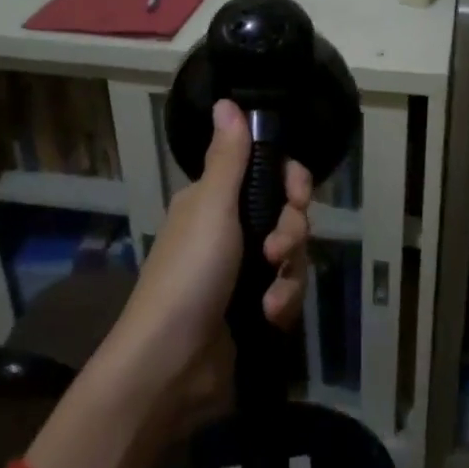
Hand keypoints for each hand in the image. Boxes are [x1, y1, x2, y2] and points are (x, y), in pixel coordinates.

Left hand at [109, 98, 310, 427]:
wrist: (170, 366)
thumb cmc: (189, 276)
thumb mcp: (211, 209)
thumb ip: (228, 158)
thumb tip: (227, 101)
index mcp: (215, 201)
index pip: (268, 174)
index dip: (290, 182)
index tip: (298, 194)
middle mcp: (230, 231)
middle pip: (287, 214)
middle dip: (291, 231)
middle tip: (276, 249)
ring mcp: (242, 273)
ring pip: (292, 255)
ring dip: (289, 274)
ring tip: (269, 297)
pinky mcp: (254, 309)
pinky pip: (287, 292)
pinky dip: (283, 303)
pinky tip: (269, 317)